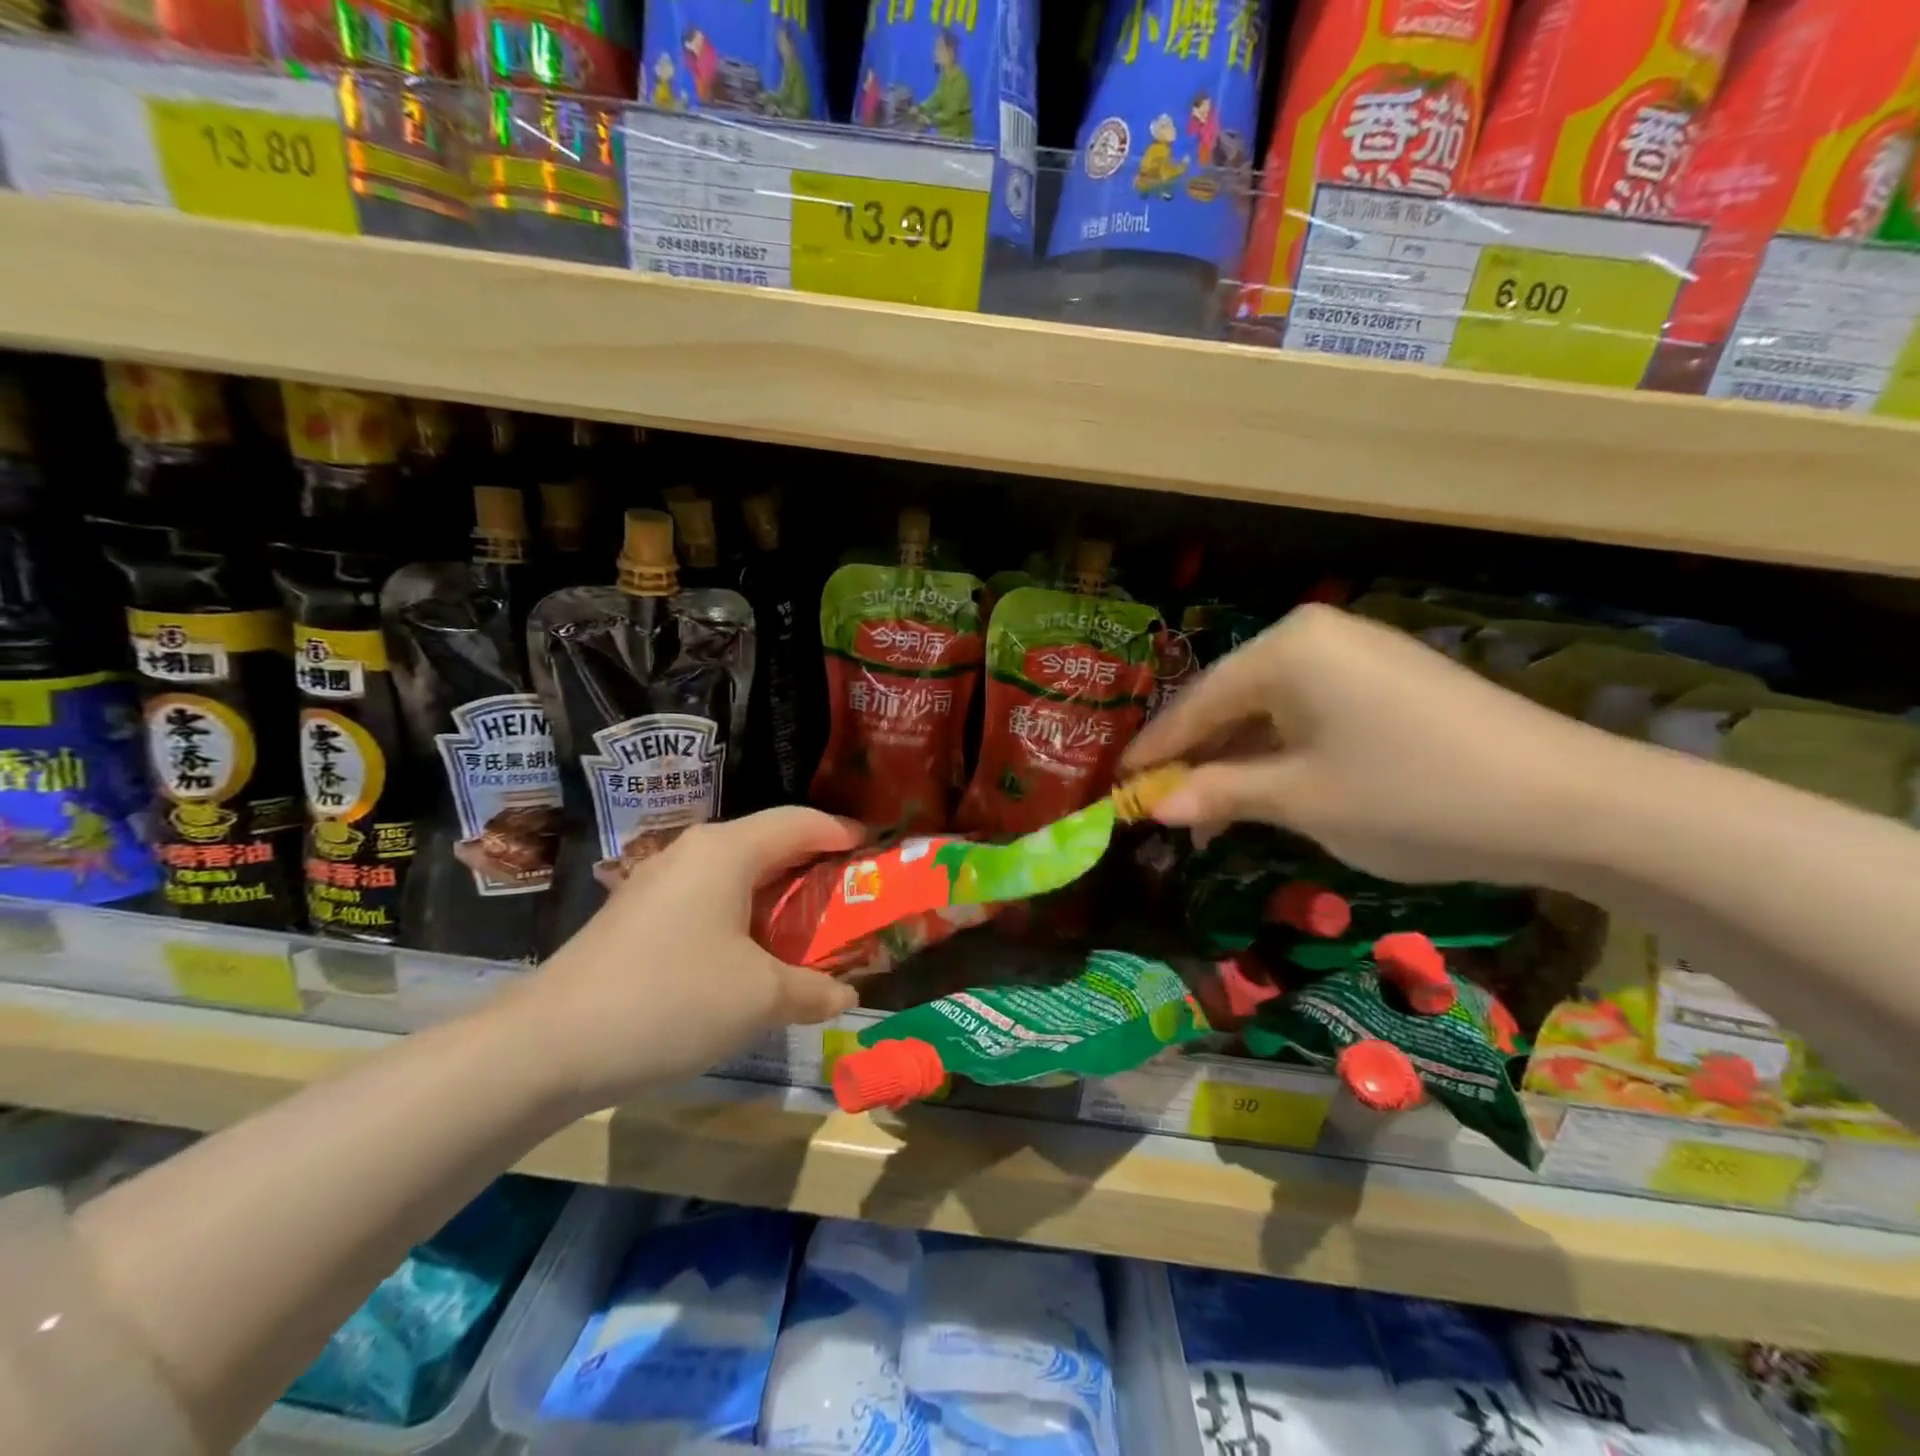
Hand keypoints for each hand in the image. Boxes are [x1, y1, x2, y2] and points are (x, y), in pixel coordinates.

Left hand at [503, 808, 864, 1111]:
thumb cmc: (671, 1000)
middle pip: (769, 845)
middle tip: (852, 898)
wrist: (548, 1045)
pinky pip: (708, 900)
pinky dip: (744, 917)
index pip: (800, 822)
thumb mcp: (760, 999)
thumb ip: (814, 991)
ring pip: (737, 875)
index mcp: (727, 851)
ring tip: (809, 931)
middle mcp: (693, 852)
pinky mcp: (638, 916)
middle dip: (815, 869)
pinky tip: (751, 957)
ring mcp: (659, 883)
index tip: (876, 850)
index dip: (843, 832)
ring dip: (778, 899)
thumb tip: (846, 996)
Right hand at [1121, 604, 1617, 885]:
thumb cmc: (1411, 795)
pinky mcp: (1386, 678)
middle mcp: (1313, 635)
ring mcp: (1355, 653)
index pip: (1195, 704)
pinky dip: (1280, 752)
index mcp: (1284, 648)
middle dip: (1196, 759)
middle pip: (1229, 702)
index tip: (1115, 787)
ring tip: (1209, 812)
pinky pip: (1308, 712)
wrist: (1569, 802)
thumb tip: (1153, 807)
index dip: (1153, 752)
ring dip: (1237, 760)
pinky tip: (1266, 788)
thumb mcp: (1300, 800)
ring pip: (1268, 710)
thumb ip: (1218, 794)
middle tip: (1162, 808)